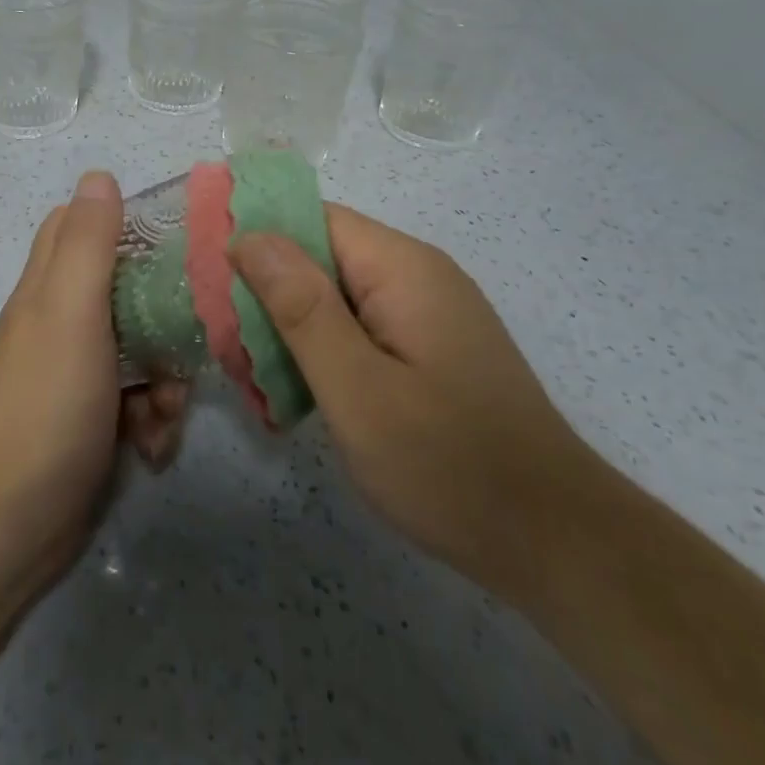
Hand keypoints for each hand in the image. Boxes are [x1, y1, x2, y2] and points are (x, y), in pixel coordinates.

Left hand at [0, 171, 188, 565]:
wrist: (16, 522)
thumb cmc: (48, 403)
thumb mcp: (70, 310)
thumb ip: (87, 244)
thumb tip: (98, 175)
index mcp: (49, 287)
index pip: (79, 227)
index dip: (122, 221)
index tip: (174, 234)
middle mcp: (61, 321)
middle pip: (124, 289)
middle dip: (163, 313)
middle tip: (190, 333)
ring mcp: (77, 372)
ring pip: (139, 347)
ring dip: (165, 376)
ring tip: (167, 409)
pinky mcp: (93, 417)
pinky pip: (136, 398)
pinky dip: (152, 418)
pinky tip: (154, 445)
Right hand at [229, 204, 584, 594]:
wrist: (558, 546)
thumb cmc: (449, 465)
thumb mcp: (357, 388)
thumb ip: (301, 306)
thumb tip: (249, 234)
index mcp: (401, 267)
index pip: (312, 218)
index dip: (256, 236)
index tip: (207, 276)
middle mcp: (416, 275)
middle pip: (320, 255)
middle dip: (267, 292)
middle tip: (225, 342)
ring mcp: (426, 313)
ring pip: (335, 296)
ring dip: (290, 327)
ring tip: (253, 374)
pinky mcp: (429, 349)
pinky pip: (359, 327)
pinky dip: (322, 350)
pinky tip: (298, 392)